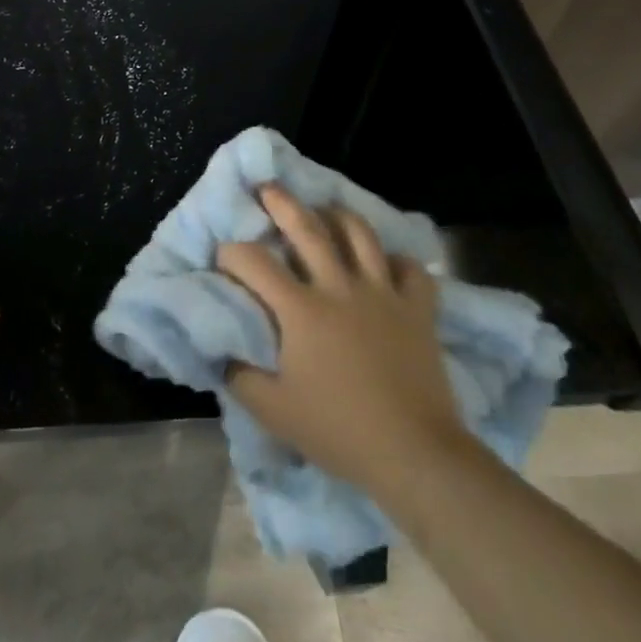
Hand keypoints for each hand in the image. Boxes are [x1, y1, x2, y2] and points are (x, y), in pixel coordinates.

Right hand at [216, 185, 467, 498]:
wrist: (415, 454)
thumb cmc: (339, 431)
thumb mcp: (274, 412)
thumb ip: (240, 376)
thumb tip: (222, 351)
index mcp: (301, 309)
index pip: (255, 263)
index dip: (232, 253)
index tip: (223, 256)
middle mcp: (339, 287)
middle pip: (308, 228)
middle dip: (283, 203)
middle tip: (268, 187)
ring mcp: (383, 293)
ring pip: (360, 235)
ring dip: (339, 216)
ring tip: (326, 210)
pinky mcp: (417, 309)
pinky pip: (410, 269)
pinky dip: (397, 260)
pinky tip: (386, 264)